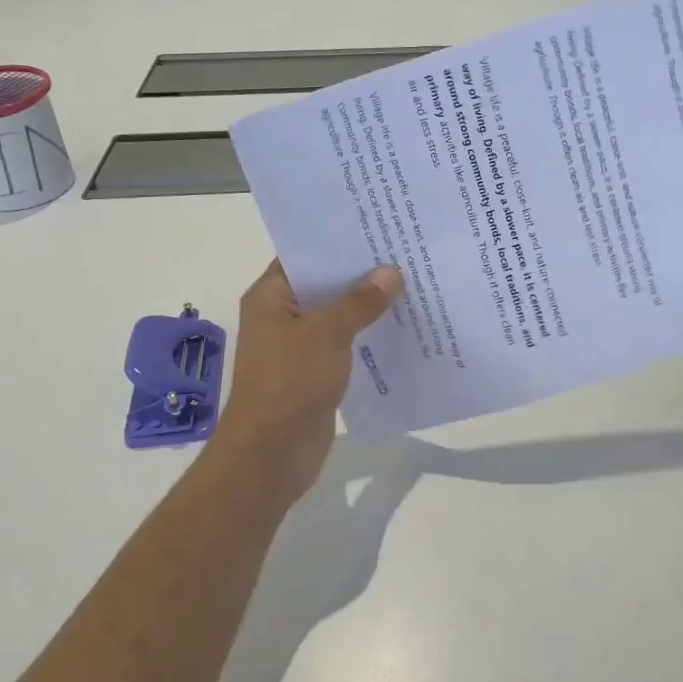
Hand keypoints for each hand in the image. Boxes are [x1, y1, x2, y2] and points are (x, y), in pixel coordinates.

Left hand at [213, 259, 401, 497]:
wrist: (271, 454)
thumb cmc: (289, 382)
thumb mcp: (327, 334)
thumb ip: (359, 302)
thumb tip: (390, 272)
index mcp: (271, 297)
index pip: (304, 255)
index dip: (337, 242)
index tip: (375, 227)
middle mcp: (282, 316)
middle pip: (324, 285)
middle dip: (361, 274)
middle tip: (404, 252)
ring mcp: (298, 346)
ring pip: (337, 316)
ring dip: (368, 307)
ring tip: (411, 284)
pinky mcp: (315, 372)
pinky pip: (345, 344)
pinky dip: (368, 336)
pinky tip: (402, 327)